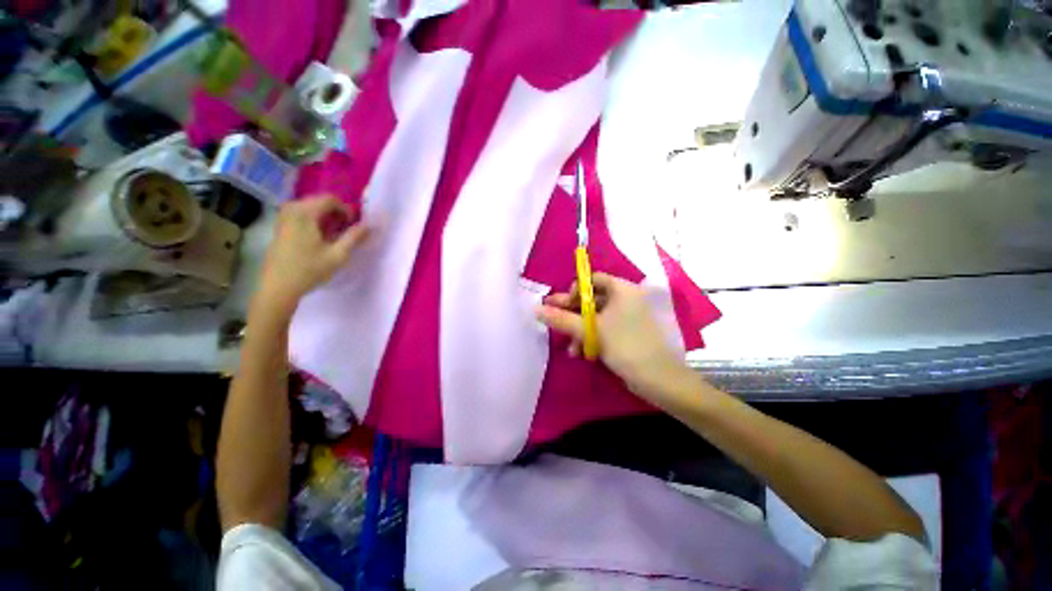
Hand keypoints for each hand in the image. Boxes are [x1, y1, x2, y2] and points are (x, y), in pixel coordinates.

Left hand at [256, 196, 369, 313]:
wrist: (279, 286)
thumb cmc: (310, 270)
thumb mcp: (338, 255)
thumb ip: (354, 237)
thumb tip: (368, 225)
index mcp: (304, 213)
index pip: (329, 199)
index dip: (346, 209)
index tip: (353, 225)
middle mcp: (291, 210)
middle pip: (318, 201)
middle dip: (335, 212)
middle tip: (345, 230)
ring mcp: (283, 218)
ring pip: (310, 208)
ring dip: (325, 217)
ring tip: (334, 235)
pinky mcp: (280, 227)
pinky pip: (300, 215)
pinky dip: (314, 221)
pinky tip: (319, 238)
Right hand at [536, 273, 685, 398]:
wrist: (659, 378)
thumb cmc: (625, 345)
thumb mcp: (590, 330)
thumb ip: (561, 319)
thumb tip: (536, 310)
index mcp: (622, 289)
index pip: (593, 279)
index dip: (575, 290)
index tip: (562, 305)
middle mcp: (627, 298)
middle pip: (593, 299)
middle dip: (572, 314)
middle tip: (553, 321)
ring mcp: (630, 316)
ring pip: (598, 317)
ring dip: (581, 330)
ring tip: (571, 348)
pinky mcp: (630, 332)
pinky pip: (607, 328)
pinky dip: (594, 337)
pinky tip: (583, 352)